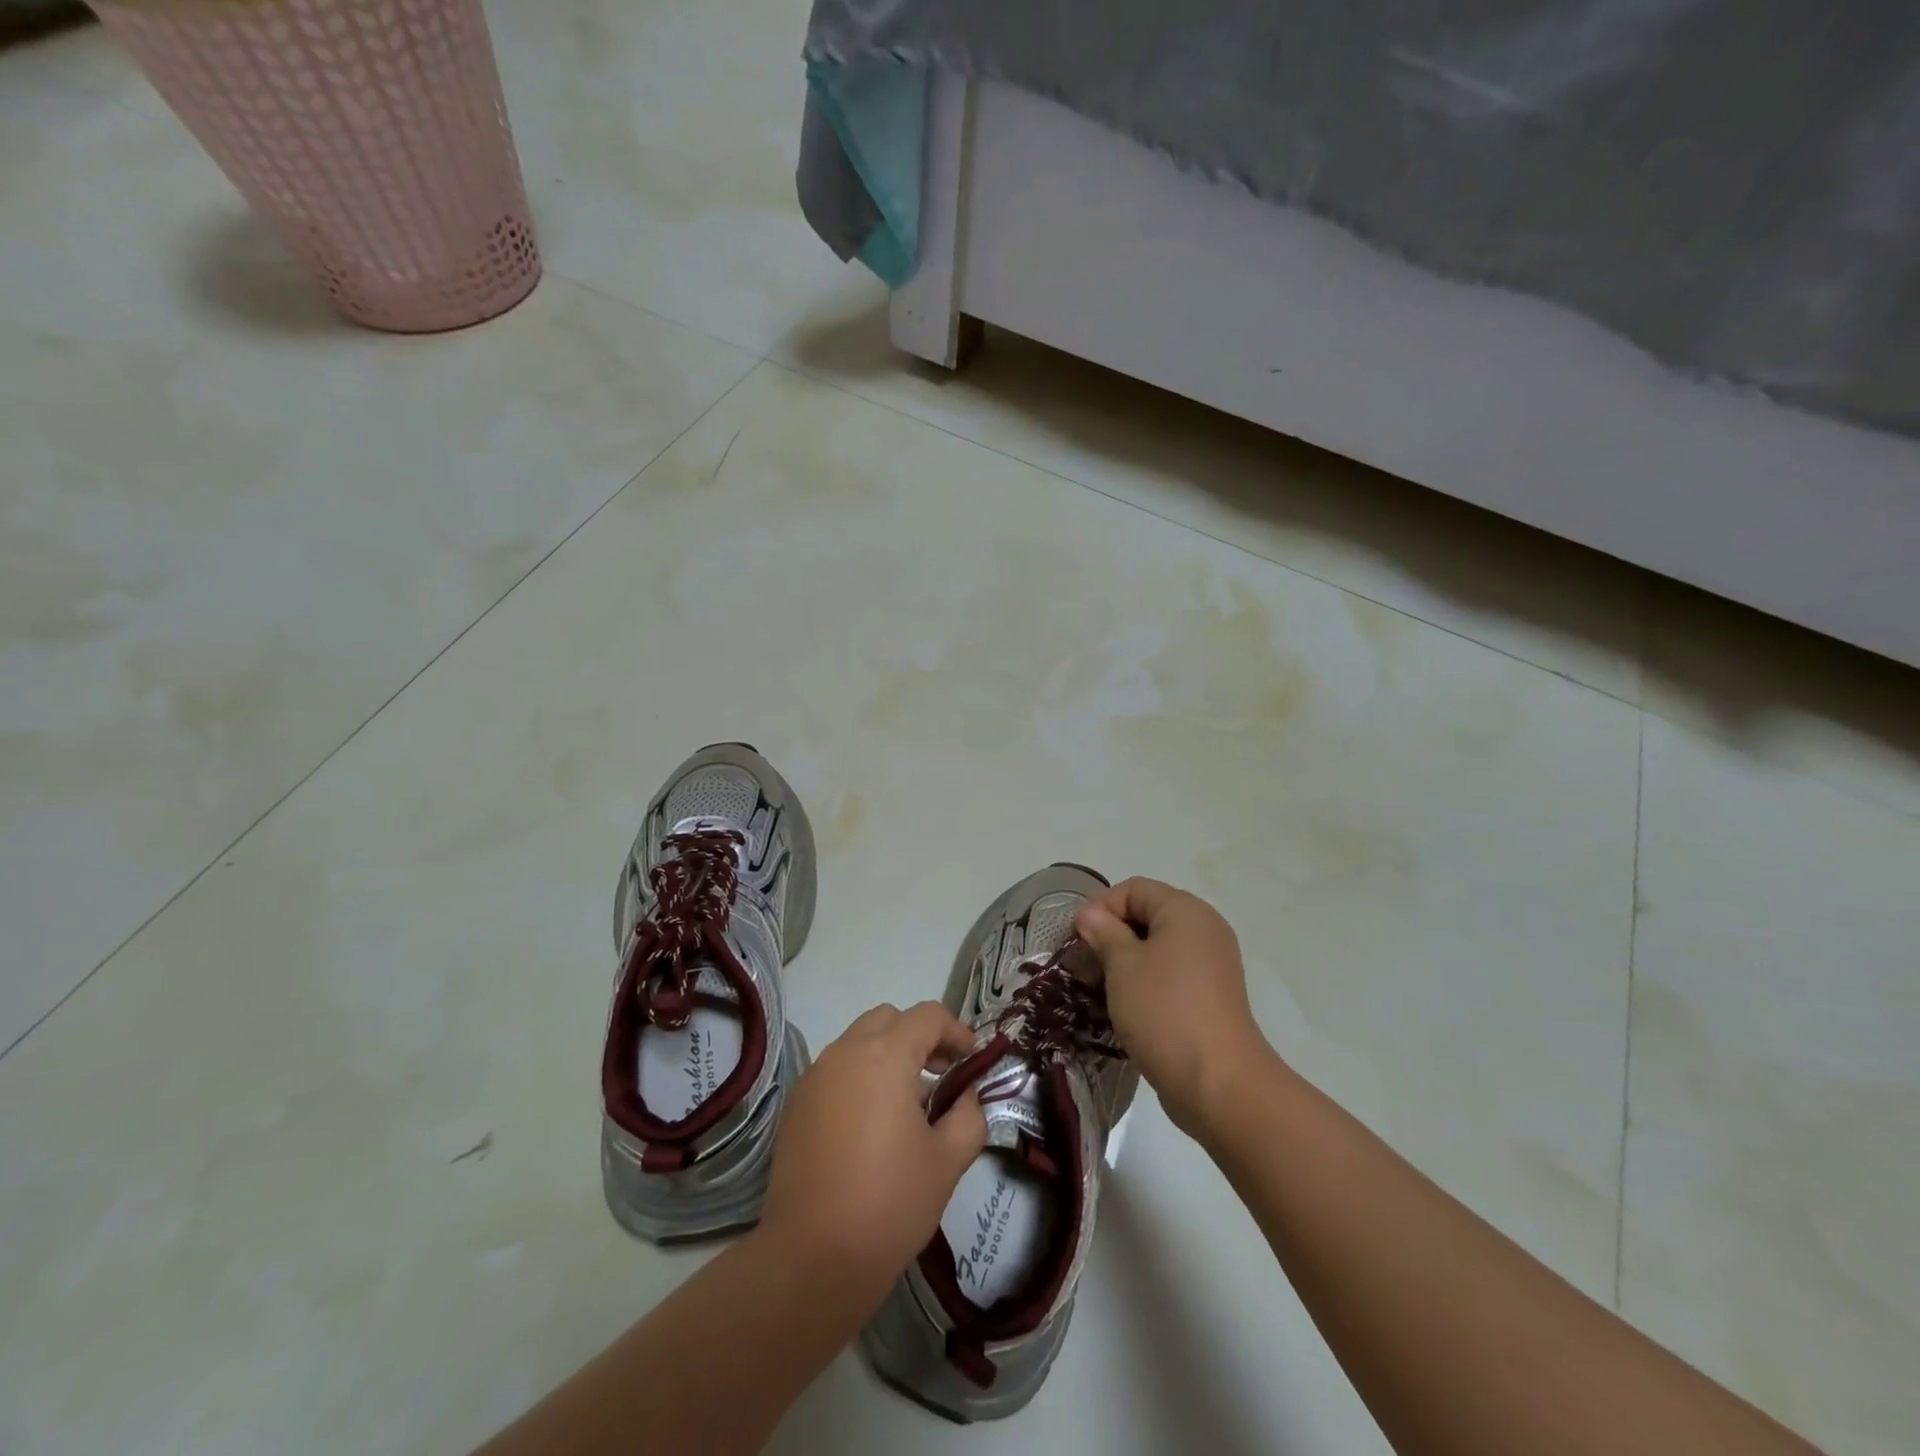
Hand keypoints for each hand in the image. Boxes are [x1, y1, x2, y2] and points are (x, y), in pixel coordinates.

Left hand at [760, 1002, 987, 1301]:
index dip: (956, 1030)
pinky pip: (836, 1071)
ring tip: (909, 1104)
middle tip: (941, 1074)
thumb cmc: (889, 1204)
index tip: (971, 1060)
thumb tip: (966, 1096)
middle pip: (889, 1020)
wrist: (811, 1258)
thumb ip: (968, 1115)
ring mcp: (815, 1076)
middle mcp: (845, 1052)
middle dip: (919, 1037)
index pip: (927, 1016)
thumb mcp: (947, 1161)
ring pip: (858, 1042)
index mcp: (885, 1055)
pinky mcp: (796, 1105)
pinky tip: (871, 1125)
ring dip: (888, 1056)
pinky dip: (860, 1077)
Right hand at [1075, 878, 1276, 1135]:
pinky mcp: (1212, 995)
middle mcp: (1204, 928)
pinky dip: (1147, 980)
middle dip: (1111, 934)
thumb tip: (1090, 915)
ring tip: (1101, 986)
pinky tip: (1127, 1005)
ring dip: (1126, 960)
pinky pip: (1171, 972)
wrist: (1219, 1083)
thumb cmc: (1164, 1011)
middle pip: (1147, 914)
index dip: (1101, 907)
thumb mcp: (1123, 965)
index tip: (1077, 939)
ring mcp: (1212, 963)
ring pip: (1158, 946)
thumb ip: (1104, 932)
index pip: (1133, 889)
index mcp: (1185, 911)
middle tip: (1084, 963)